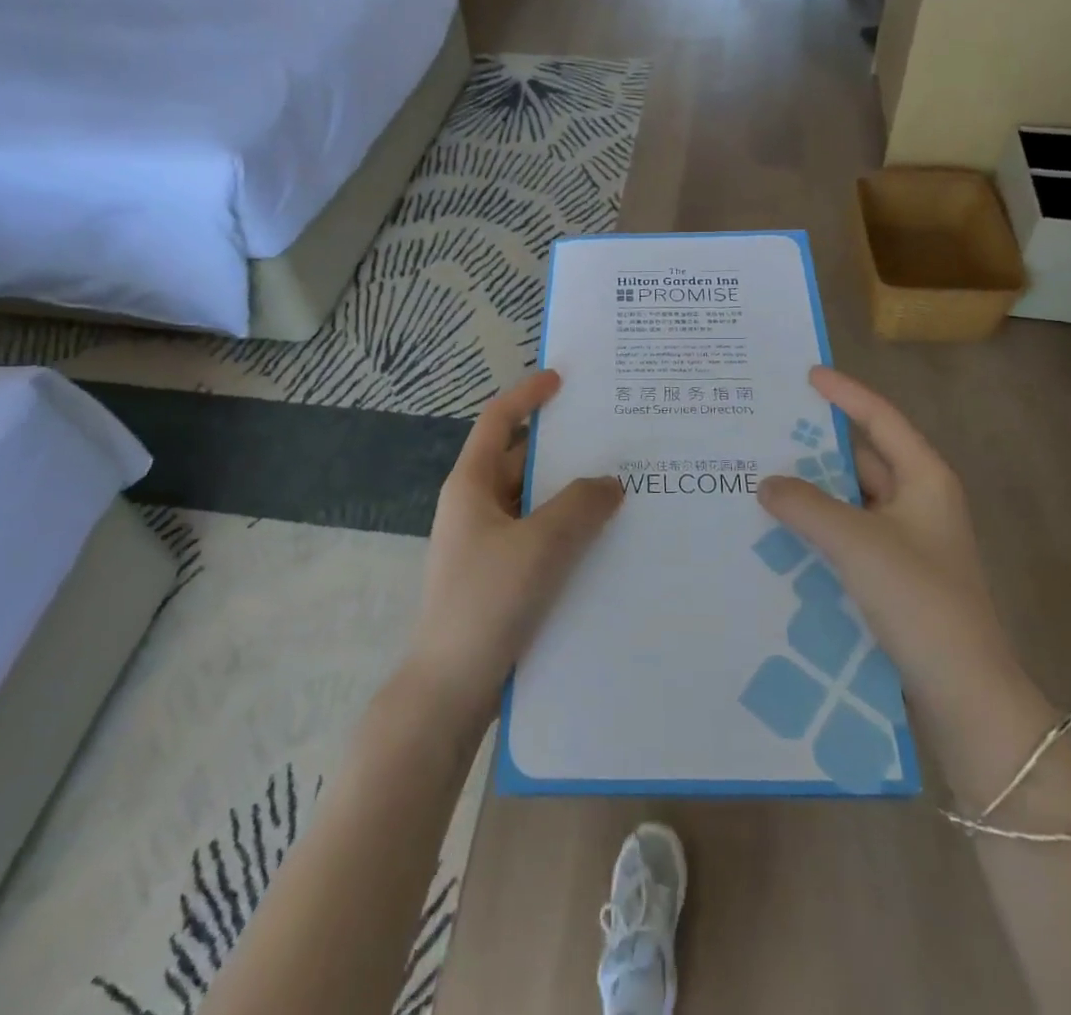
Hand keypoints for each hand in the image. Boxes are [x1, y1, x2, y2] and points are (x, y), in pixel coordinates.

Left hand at [402, 371, 624, 723]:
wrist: (448, 691)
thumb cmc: (486, 602)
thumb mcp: (540, 546)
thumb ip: (580, 505)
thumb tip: (610, 482)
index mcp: (471, 485)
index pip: (498, 421)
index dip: (528, 395)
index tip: (563, 380)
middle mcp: (476, 507)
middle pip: (522, 461)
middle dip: (564, 449)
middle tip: (615, 439)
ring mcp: (487, 544)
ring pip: (534, 503)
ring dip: (571, 494)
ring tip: (622, 487)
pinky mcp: (500, 577)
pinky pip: (539, 537)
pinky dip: (567, 529)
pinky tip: (605, 540)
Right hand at [757, 367, 1016, 685]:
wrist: (963, 693)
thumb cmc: (919, 600)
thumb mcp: (857, 543)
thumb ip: (806, 505)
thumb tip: (766, 483)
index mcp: (925, 480)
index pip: (880, 419)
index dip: (844, 393)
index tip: (806, 376)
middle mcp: (918, 503)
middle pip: (862, 458)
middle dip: (815, 446)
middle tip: (765, 430)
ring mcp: (906, 542)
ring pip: (850, 501)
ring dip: (812, 491)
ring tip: (759, 476)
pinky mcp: (892, 576)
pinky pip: (847, 536)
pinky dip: (816, 528)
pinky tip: (778, 531)